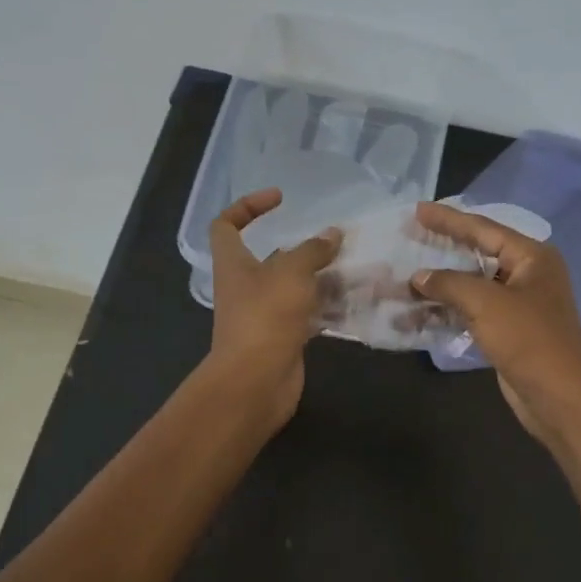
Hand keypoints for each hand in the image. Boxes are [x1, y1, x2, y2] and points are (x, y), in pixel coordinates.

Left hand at [207, 188, 341, 428]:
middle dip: (302, 247)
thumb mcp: (291, 272)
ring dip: (320, 276)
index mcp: (234, 263)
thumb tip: (332, 234)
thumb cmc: (266, 316)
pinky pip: (307, 313)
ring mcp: (264, 314)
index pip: (226, 225)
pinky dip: (327, 305)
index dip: (247, 206)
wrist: (256, 381)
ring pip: (294, 286)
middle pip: (270, 257)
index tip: (280, 200)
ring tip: (354, 266)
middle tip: (334, 240)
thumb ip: (313, 250)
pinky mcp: (283, 337)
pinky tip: (354, 298)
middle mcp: (245, 286)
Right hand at [411, 202, 580, 444]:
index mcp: (532, 257)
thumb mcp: (485, 302)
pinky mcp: (508, 332)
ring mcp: (518, 305)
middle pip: (478, 254)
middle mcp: (527, 275)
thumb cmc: (528, 338)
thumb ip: (449, 283)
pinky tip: (419, 312)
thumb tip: (418, 277)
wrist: (559, 396)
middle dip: (443, 250)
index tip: (418, 210)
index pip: (484, 229)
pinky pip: (472, 312)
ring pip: (472, 286)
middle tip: (410, 237)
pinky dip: (448, 310)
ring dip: (440, 286)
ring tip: (405, 279)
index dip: (449, 220)